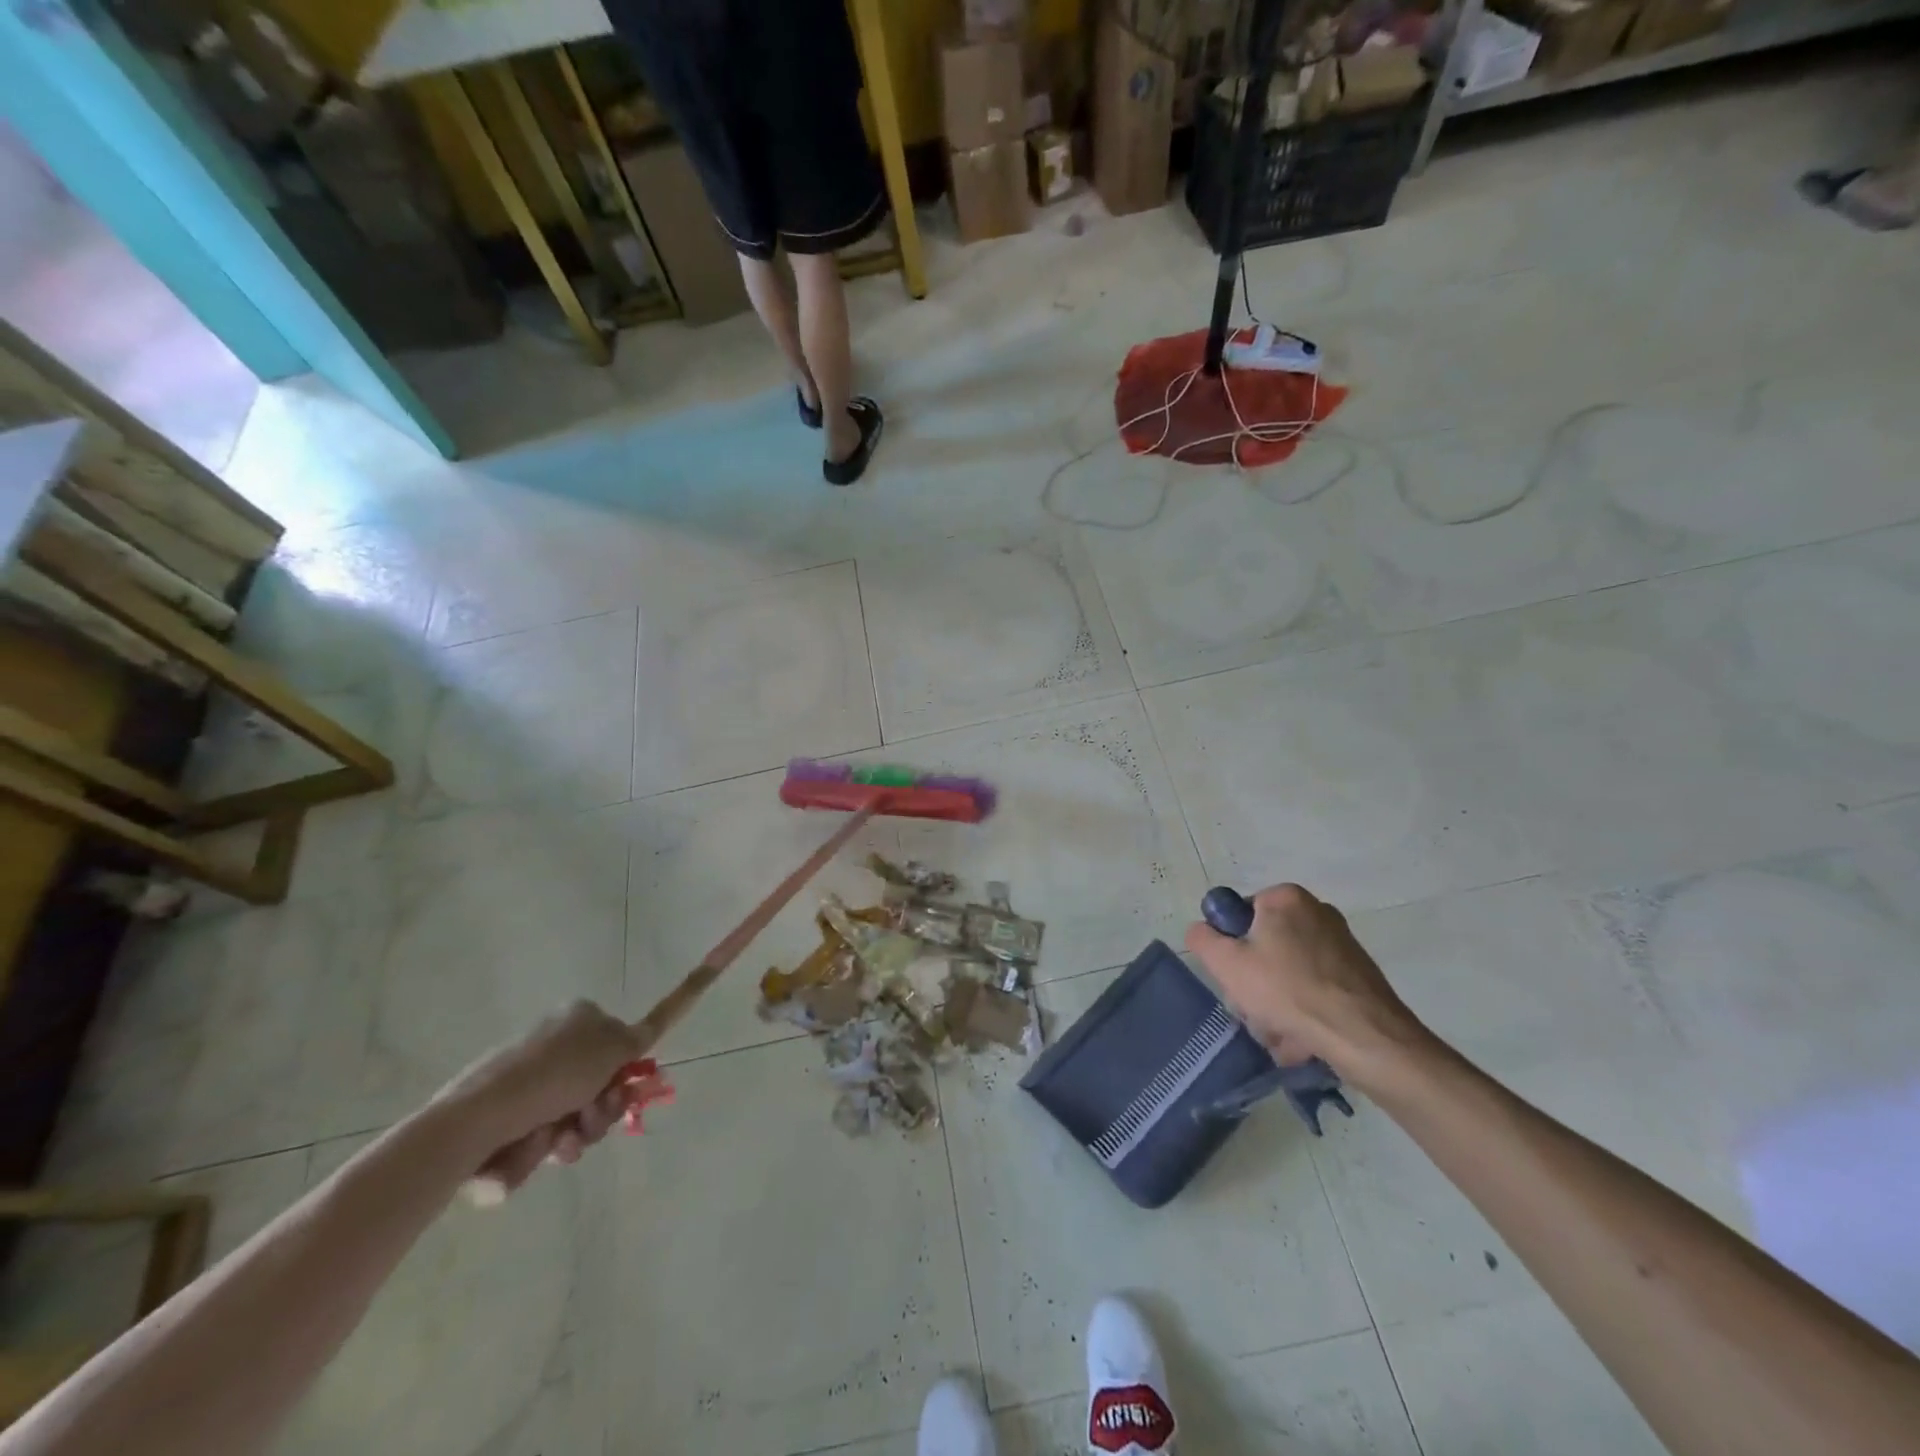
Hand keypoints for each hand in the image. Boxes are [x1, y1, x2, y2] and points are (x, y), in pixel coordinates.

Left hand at [435, 1001, 643, 1195]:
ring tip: (559, 1142)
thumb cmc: (554, 1074)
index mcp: (576, 1019)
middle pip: (598, 1086)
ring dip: (576, 1135)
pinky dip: (543, 1149)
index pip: (617, 1046)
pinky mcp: (505, 1119)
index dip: (625, 1074)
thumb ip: (642, 1036)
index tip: (623, 1093)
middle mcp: (552, 1047)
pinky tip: (536, 1148)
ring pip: (573, 1119)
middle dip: (601, 1112)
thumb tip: (655, 1020)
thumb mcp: (613, 1047)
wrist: (479, 1118)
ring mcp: (527, 1084)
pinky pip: (541, 1140)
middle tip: (592, 1119)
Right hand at [1185, 883, 1430, 1075]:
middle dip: (1255, 984)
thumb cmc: (1288, 990)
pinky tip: (1303, 1040)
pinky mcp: (1359, 976)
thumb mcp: (1226, 963)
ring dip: (1277, 1005)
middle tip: (1255, 1012)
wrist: (1366, 1038)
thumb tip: (1203, 930)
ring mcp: (1342, 944)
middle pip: (1265, 948)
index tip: (1235, 978)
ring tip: (1281, 1035)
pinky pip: (1315, 990)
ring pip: (1289, 974)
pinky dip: (1305, 1012)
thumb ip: (1203, 939)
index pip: (1240, 916)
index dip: (1231, 949)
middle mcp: (1317, 912)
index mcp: (1285, 898)